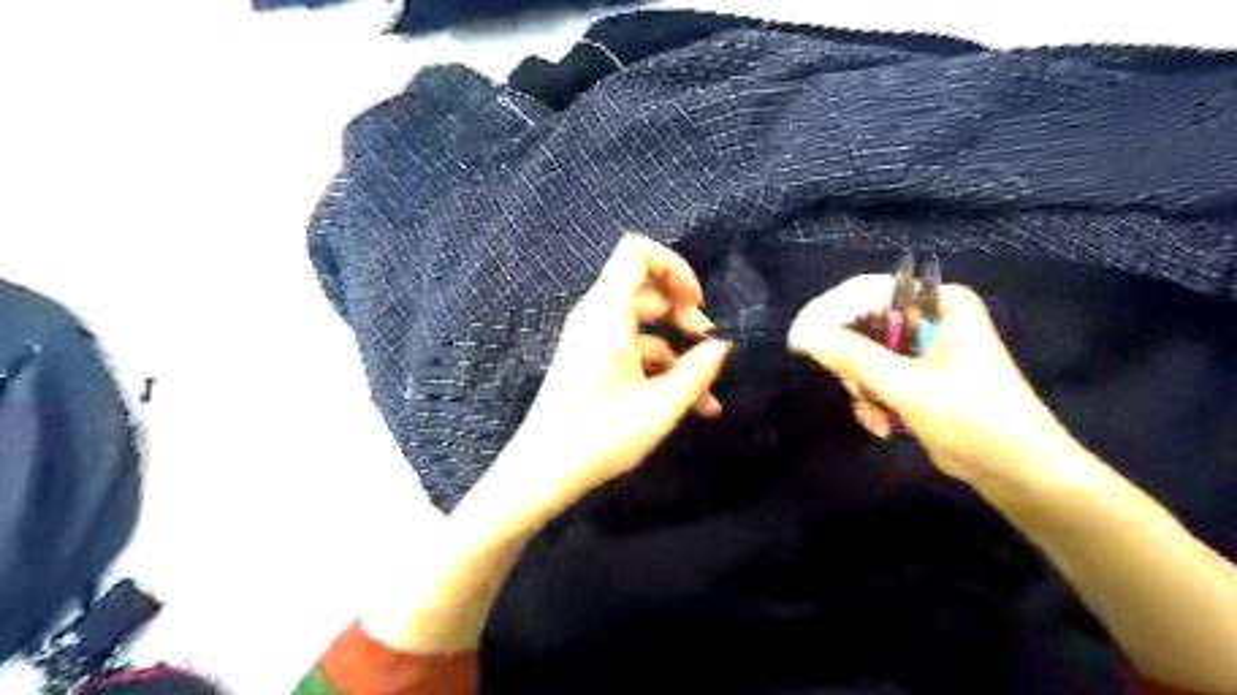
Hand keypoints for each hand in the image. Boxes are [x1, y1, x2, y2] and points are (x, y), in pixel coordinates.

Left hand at [481, 233, 733, 526]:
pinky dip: (659, 365)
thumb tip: (721, 346)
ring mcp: (591, 339)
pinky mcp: (591, 360)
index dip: (673, 267)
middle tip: (706, 342)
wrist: (543, 471)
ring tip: (707, 390)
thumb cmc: (601, 437)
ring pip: (642, 323)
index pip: (635, 252)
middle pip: (644, 287)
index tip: (696, 303)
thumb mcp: (660, 407)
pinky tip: (687, 403)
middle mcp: (595, 317)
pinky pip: (631, 347)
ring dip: (677, 347)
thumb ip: (697, 371)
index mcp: (606, 315)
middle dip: (682, 310)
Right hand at [787, 274, 1079, 484]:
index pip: (867, 292)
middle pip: (861, 324)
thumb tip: (801, 334)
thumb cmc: (974, 420)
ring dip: (862, 389)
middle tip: (852, 390)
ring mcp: (921, 347)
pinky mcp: (915, 375)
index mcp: (940, 302)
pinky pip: (874, 376)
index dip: (830, 314)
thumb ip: (853, 357)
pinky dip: (872, 400)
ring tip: (876, 417)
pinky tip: (883, 425)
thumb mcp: (908, 387)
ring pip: (862, 354)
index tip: (800, 341)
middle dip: (853, 365)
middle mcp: (929, 317)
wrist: (1017, 472)